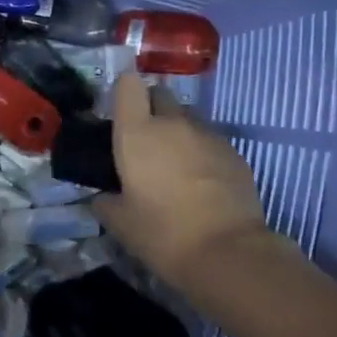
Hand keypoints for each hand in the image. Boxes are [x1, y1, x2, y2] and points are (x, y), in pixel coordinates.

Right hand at [93, 73, 275, 288]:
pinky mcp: (234, 151)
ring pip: (188, 118)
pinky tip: (202, 183)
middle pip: (161, 95)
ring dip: (179, 132)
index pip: (129, 85)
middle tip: (147, 143)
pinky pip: (211, 140)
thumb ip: (106, 202)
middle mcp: (173, 123)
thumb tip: (103, 196)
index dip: (125, 94)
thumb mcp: (121, 224)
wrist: (227, 251)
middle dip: (152, 109)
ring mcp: (207, 134)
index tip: (122, 115)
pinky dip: (202, 152)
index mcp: (138, 132)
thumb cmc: (163, 234)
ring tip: (176, 166)